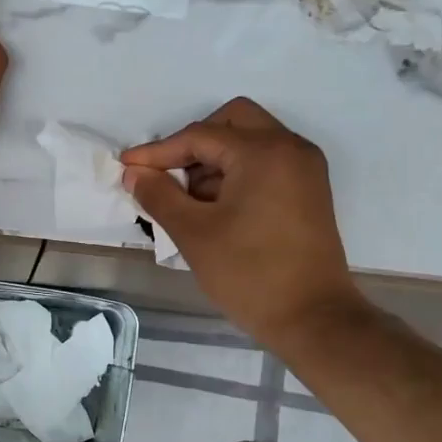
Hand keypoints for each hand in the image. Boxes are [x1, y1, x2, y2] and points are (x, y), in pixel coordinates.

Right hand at [122, 98, 368, 349]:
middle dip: (193, 144)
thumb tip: (134, 172)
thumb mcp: (194, 234)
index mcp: (264, 151)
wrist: (314, 319)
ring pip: (250, 140)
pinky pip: (267, 162)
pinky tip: (216, 207)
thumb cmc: (250, 274)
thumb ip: (159, 195)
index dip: (159, 151)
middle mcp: (290, 148)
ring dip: (215, 160)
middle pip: (232, 121)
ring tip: (189, 201)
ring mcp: (305, 168)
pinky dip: (238, 172)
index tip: (127, 167)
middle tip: (168, 177)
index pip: (200, 136)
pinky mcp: (310, 190)